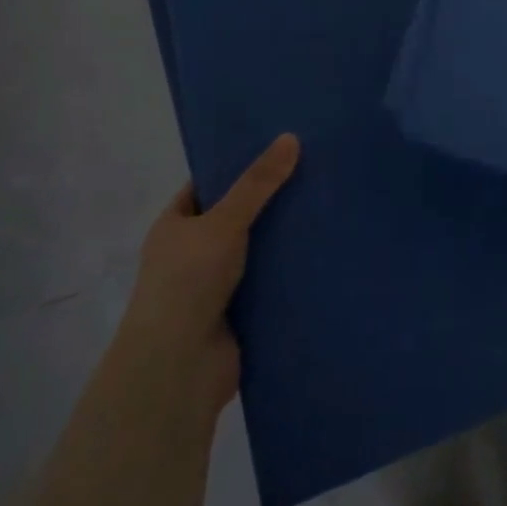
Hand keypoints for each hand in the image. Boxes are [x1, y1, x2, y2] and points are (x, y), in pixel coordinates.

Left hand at [121, 134, 299, 404]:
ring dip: (286, 235)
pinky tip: (326, 248)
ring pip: (258, 248)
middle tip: (316, 169)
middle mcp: (193, 252)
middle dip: (272, 199)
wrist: (178, 368)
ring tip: (330, 203)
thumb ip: (257, 184)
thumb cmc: (187, 283)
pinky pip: (271, 280)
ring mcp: (217, 284)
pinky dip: (292, 269)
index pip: (208, 184)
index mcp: (175, 226)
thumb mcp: (223, 223)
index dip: (238, 164)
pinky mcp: (241, 311)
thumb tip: (290, 137)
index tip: (279, 145)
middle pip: (238, 215)